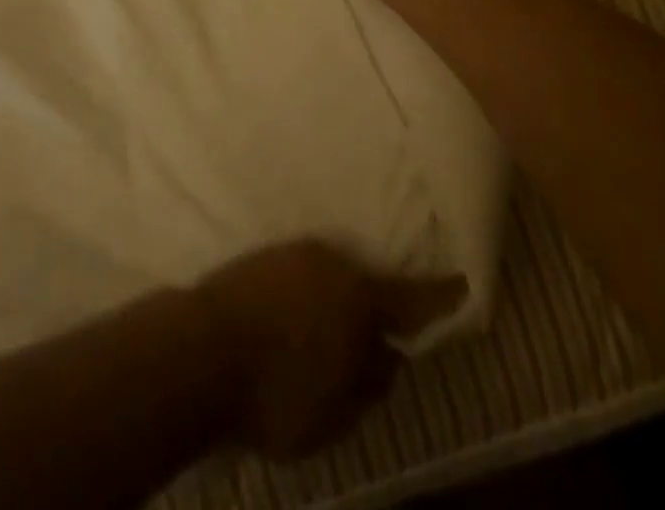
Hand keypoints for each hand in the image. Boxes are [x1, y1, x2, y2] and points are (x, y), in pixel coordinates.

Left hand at [192, 240, 468, 459]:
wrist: (200, 350)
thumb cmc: (277, 393)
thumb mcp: (337, 413)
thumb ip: (371, 384)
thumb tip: (388, 358)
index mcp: (359, 298)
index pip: (412, 298)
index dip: (441, 295)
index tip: (463, 281)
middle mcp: (330, 262)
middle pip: (364, 284)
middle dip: (372, 310)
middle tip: (372, 340)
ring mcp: (292, 252)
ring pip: (328, 277)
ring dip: (333, 303)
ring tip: (323, 335)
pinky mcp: (261, 256)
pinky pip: (297, 276)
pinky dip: (303, 297)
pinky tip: (291, 322)